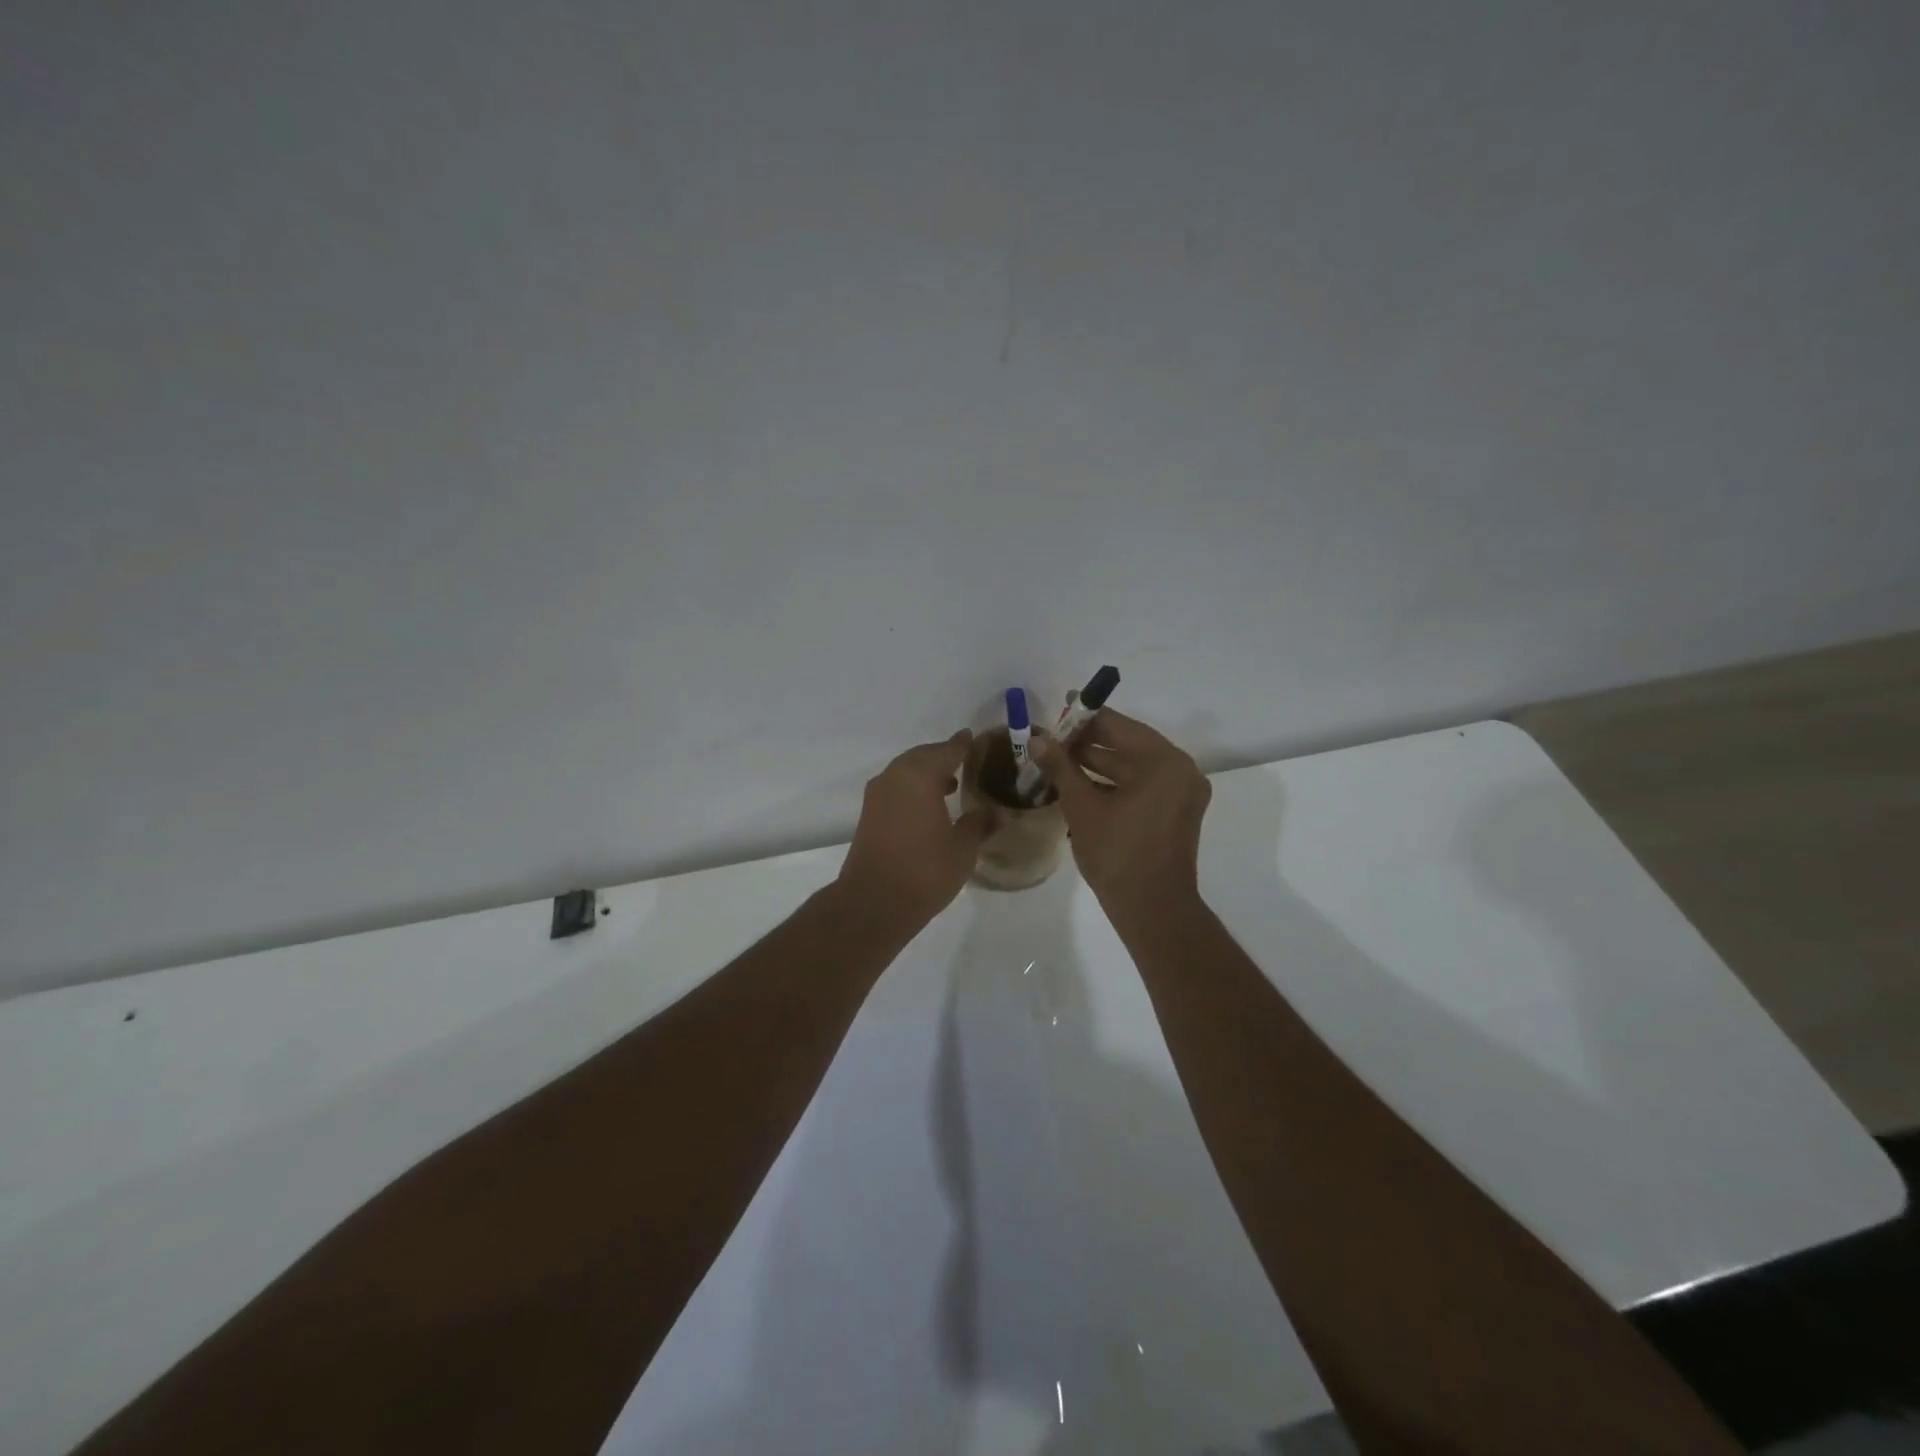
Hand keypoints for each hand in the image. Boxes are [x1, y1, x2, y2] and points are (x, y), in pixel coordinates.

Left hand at [837, 729, 992, 926]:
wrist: (874, 902)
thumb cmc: (925, 870)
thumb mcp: (962, 848)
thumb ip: (980, 824)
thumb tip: (1000, 812)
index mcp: (919, 775)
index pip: (946, 750)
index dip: (962, 745)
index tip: (973, 737)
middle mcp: (894, 777)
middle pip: (922, 756)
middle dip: (943, 757)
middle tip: (965, 761)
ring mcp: (877, 795)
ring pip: (906, 771)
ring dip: (926, 773)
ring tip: (951, 785)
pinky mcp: (869, 814)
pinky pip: (895, 787)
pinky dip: (913, 788)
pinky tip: (929, 805)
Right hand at [1033, 709, 1211, 930]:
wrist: (1152, 910)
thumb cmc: (1117, 855)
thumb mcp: (1082, 807)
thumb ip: (1061, 767)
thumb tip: (1038, 739)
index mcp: (1164, 762)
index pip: (1119, 726)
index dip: (1086, 717)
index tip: (1060, 707)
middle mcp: (1180, 770)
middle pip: (1128, 744)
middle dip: (1089, 741)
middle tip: (1053, 737)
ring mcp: (1181, 793)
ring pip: (1133, 766)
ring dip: (1098, 763)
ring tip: (1059, 758)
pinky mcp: (1176, 812)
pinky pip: (1142, 785)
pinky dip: (1114, 782)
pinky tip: (1080, 782)